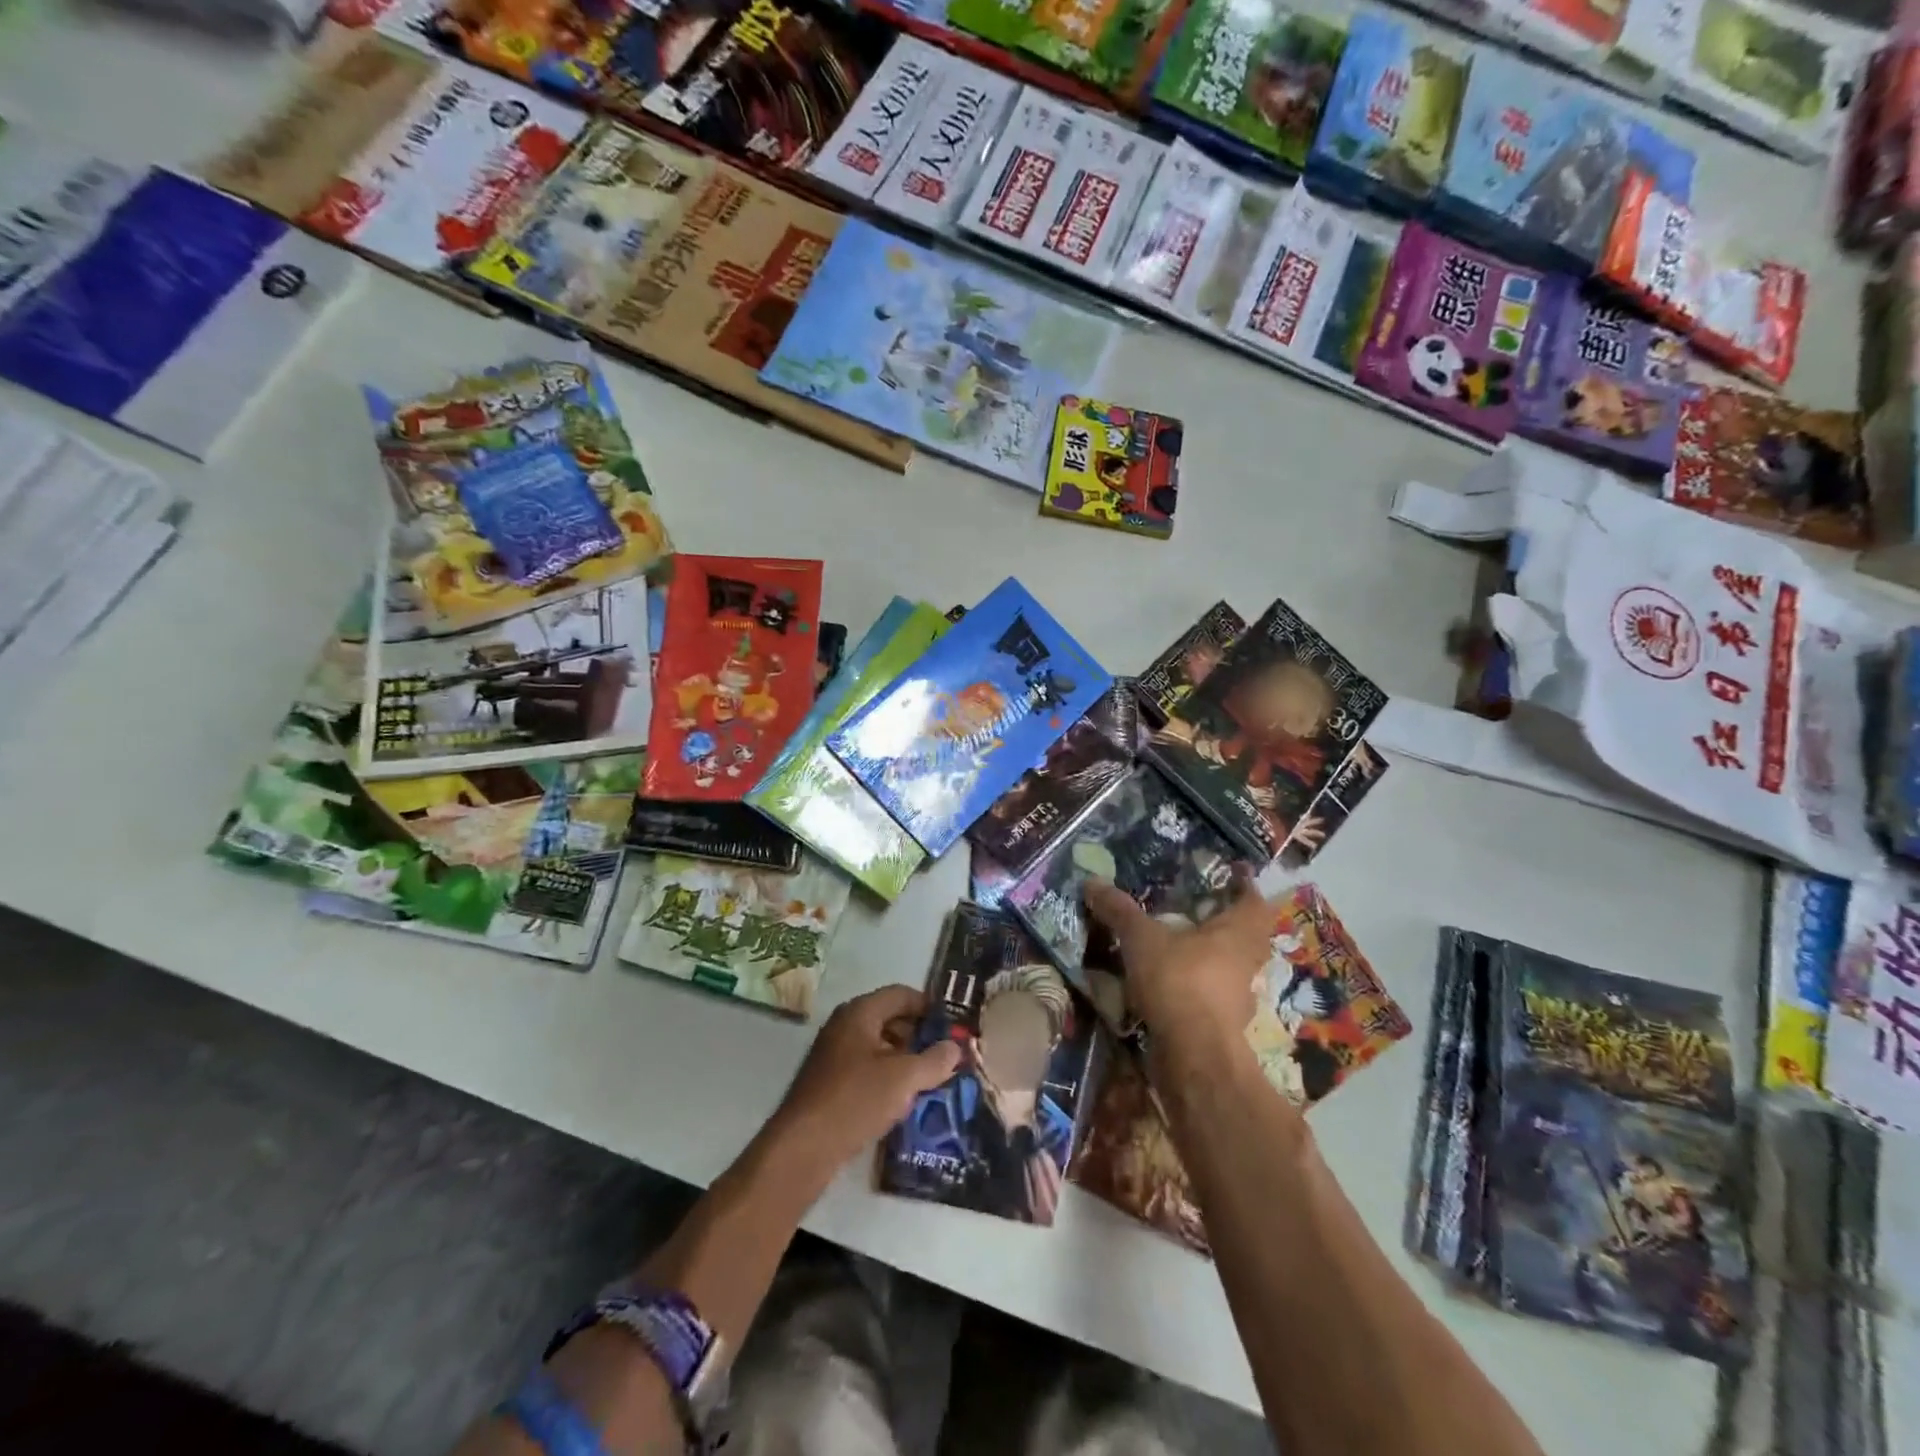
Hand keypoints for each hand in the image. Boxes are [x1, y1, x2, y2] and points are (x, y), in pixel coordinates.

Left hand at [769, 985, 961, 1176]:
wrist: (803, 1147)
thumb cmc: (855, 1100)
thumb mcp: (904, 1079)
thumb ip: (934, 1061)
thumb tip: (955, 1047)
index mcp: (860, 1012)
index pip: (901, 994)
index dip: (929, 1006)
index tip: (953, 1025)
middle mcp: (845, 1025)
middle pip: (890, 1018)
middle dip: (920, 1034)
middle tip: (947, 1054)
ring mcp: (834, 1054)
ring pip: (879, 1046)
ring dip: (905, 1058)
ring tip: (931, 1078)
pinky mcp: (830, 1082)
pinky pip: (867, 1068)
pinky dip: (888, 1076)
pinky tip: (904, 1100)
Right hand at [1083, 876, 1276, 1053]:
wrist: (1193, 1056)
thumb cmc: (1179, 982)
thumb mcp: (1141, 938)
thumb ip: (1119, 910)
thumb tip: (1091, 881)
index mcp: (1238, 933)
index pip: (1254, 901)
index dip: (1244, 884)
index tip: (1233, 871)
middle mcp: (1246, 962)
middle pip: (1247, 934)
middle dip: (1227, 919)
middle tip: (1202, 905)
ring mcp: (1237, 997)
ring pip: (1231, 966)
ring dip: (1212, 953)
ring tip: (1182, 940)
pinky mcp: (1221, 1024)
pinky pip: (1212, 993)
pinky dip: (1196, 983)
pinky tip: (1171, 979)